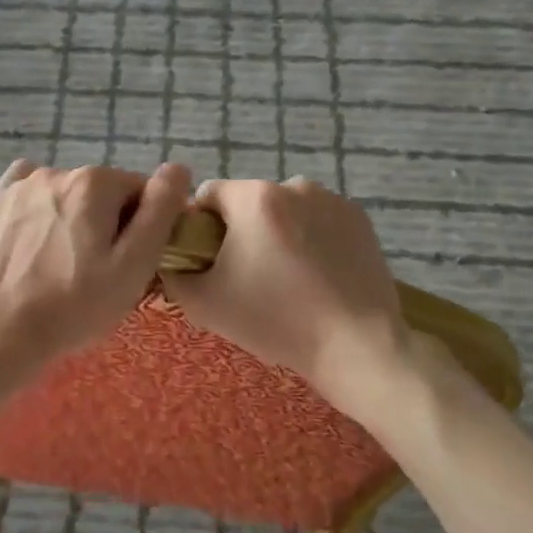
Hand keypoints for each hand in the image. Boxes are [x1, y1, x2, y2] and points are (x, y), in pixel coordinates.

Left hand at [0, 159, 192, 385]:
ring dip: (75, 219)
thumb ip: (160, 211)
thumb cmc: (76, 305)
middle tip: (99, 271)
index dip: (143, 227)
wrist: (0, 333)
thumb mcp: (134, 264)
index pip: (141, 192)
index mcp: (95, 182)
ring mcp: (21, 186)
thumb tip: (178, 170)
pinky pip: (29, 193)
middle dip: (109, 223)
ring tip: (64, 264)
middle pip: (103, 193)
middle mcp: (57, 172)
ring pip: (68, 195)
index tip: (130, 262)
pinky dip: (40, 209)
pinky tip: (38, 237)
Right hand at [158, 178, 413, 420]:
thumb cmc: (275, 321)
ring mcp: (332, 200)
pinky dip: (311, 239)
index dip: (199, 226)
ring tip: (286, 279)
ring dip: (277, 233)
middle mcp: (294, 186)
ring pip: (285, 210)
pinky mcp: (360, 219)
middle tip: (247, 277)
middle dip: (241, 230)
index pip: (208, 194)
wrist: (356, 346)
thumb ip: (174, 273)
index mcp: (254, 198)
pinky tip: (317, 277)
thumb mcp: (204, 304)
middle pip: (248, 201)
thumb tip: (172, 258)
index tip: (209, 261)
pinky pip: (318, 221)